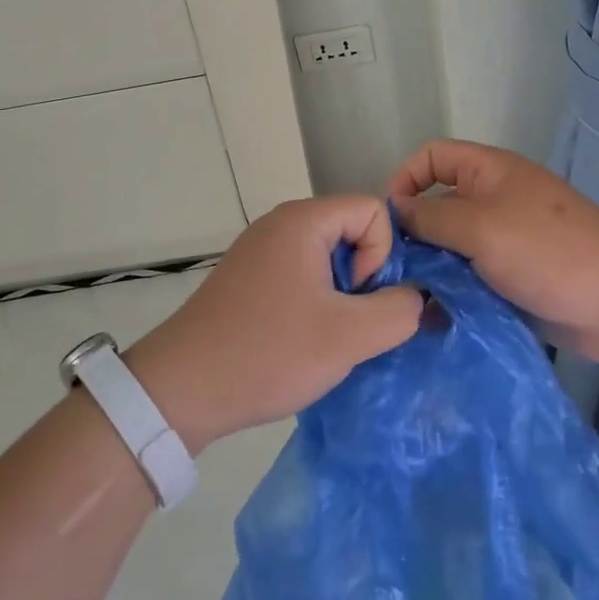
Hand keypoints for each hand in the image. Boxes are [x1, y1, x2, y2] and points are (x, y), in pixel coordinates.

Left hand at [127, 196, 422, 449]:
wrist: (180, 390)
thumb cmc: (268, 352)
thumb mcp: (349, 336)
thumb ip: (400, 310)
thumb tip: (418, 297)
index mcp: (303, 221)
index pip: (373, 209)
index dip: (383, 254)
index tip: (360, 300)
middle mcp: (280, 224)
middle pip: (351, 230)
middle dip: (365, 277)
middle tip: (350, 324)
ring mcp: (260, 250)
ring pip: (328, 257)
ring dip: (341, 296)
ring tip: (327, 338)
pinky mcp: (248, 278)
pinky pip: (301, 274)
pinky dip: (315, 302)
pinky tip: (301, 341)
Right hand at [387, 140, 598, 366]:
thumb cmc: (548, 252)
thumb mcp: (480, 227)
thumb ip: (431, 217)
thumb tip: (394, 210)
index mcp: (490, 172)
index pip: (433, 157)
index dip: (405, 178)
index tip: (387, 219)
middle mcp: (494, 200)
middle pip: (438, 205)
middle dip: (413, 233)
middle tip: (391, 270)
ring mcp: (505, 241)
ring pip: (452, 246)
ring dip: (431, 269)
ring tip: (410, 300)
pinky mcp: (513, 278)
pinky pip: (471, 277)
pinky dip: (452, 292)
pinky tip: (435, 318)